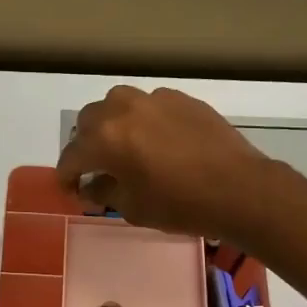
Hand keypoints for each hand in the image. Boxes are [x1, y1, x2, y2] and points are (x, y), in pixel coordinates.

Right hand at [56, 85, 277, 243]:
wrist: (239, 189)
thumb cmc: (180, 205)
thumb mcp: (133, 207)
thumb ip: (104, 192)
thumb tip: (92, 185)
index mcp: (106, 138)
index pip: (72, 155)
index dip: (66, 175)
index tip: (70, 188)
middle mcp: (123, 109)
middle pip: (89, 121)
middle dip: (86, 145)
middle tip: (95, 168)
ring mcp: (154, 99)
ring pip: (118, 104)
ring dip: (111, 124)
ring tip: (122, 147)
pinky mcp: (181, 99)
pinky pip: (149, 105)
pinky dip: (142, 120)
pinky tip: (156, 141)